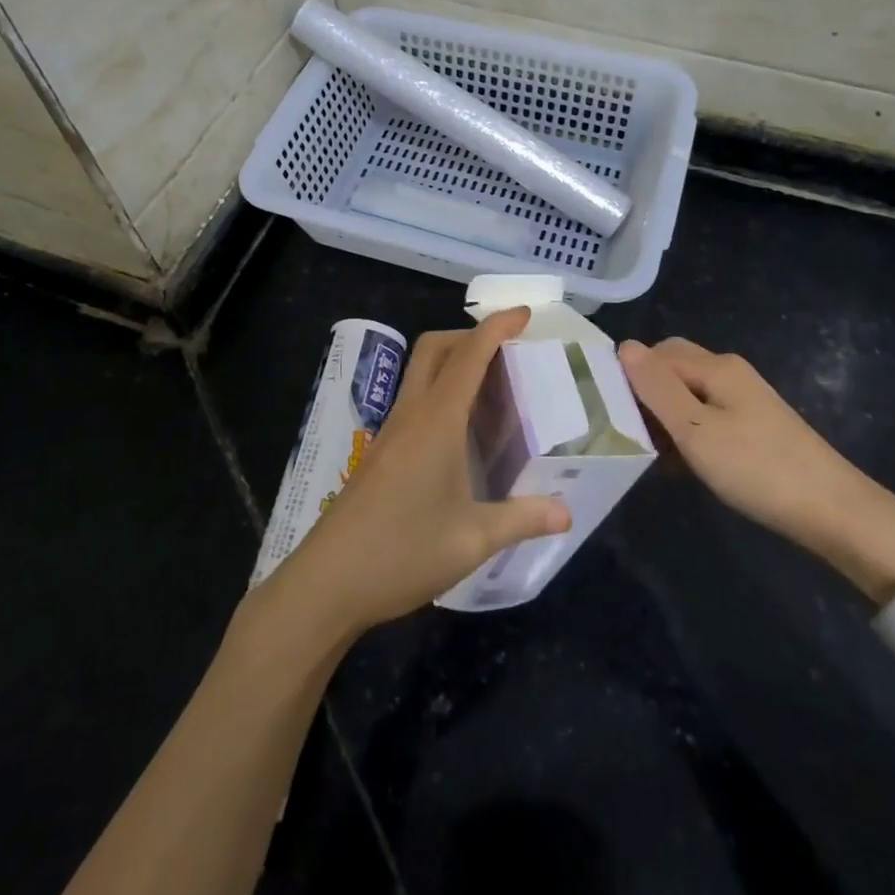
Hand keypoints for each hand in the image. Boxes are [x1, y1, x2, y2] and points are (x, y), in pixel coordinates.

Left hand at [261, 308, 571, 638]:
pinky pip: (413, 399)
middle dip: (470, 335)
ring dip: (452, 361)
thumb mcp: (472, 540)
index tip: (524, 313)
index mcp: (437, 421)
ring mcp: (390, 431)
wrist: (327, 581)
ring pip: (420, 371)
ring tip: (491, 387)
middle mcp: (411, 414)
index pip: (469, 355)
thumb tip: (566, 514)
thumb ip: (521, 519)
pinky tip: (460, 431)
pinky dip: (440, 390)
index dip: (497, 327)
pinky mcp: (380, 451)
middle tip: (507, 352)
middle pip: (435, 348)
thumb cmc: (402, 553)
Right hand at [618, 338, 894, 601]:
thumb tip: (624, 346)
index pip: (654, 354)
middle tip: (626, 431)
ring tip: (649, 452)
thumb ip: (656, 388)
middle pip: (671, 368)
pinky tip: (679, 462)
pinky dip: (686, 431)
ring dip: (664, 416)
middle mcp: (729, 372)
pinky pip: (705, 414)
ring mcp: (744, 398)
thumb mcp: (696, 430)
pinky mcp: (752, 424)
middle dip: (645, 393)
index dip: (628, 378)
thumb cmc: (757, 469)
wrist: (833, 512)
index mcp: (715, 366)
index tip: (608, 414)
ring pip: (686, 393)